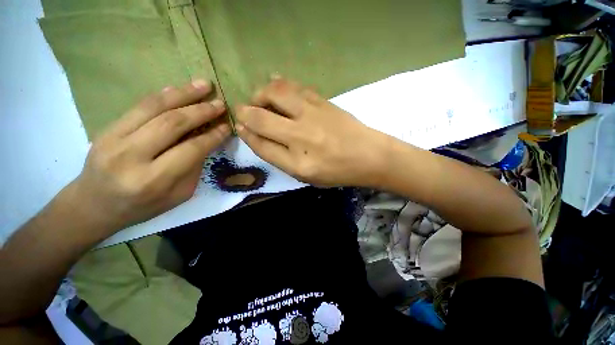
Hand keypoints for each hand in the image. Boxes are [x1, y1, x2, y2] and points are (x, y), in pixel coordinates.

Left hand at [68, 80, 229, 233]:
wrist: (93, 205)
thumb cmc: (142, 206)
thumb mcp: (179, 194)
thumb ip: (194, 167)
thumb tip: (207, 140)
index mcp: (153, 180)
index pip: (192, 149)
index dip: (213, 135)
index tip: (227, 126)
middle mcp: (131, 156)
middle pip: (172, 124)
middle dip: (201, 111)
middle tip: (220, 103)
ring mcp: (113, 138)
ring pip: (154, 107)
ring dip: (183, 93)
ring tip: (204, 84)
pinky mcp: (106, 128)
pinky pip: (139, 106)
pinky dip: (162, 95)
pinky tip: (178, 89)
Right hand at [235, 77, 387, 186]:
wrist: (369, 156)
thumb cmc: (337, 171)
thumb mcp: (306, 176)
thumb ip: (281, 158)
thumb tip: (257, 136)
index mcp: (297, 164)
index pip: (261, 144)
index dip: (246, 134)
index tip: (240, 127)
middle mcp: (301, 137)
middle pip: (260, 118)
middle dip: (245, 113)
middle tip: (244, 111)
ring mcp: (313, 115)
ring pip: (275, 94)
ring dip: (260, 94)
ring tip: (259, 99)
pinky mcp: (323, 101)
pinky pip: (295, 86)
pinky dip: (279, 82)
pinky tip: (273, 82)